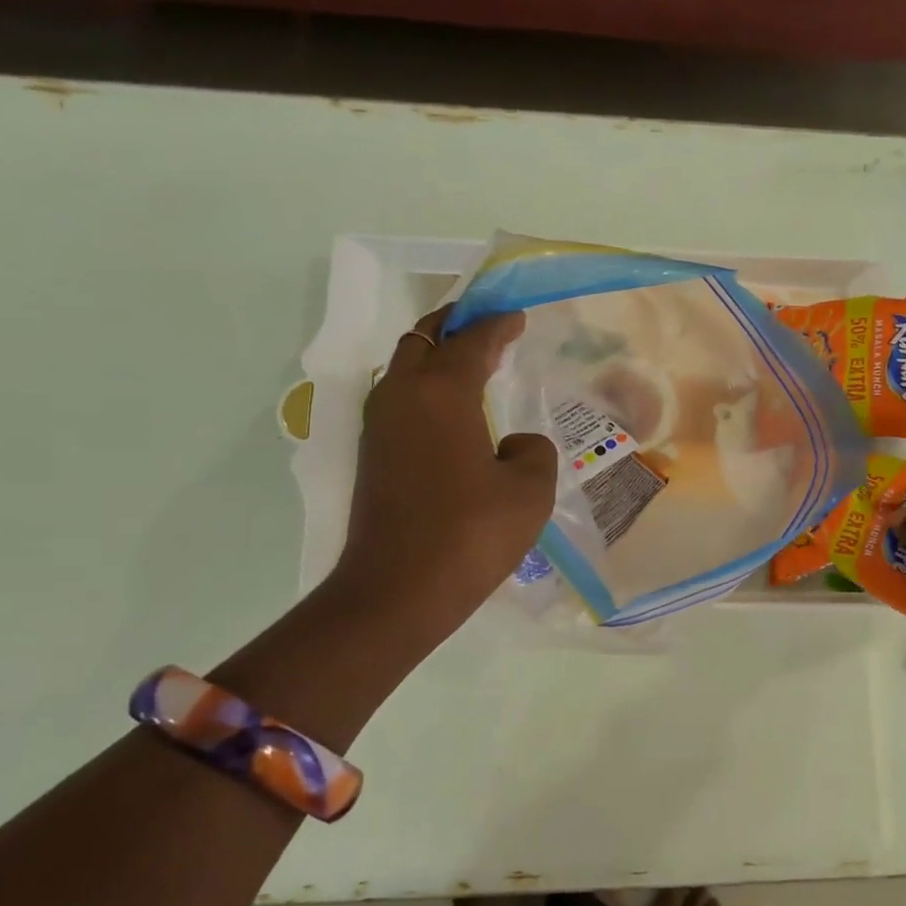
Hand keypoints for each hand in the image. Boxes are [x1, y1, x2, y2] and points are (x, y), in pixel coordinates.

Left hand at [330, 307, 557, 645]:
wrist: (397, 590)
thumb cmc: (470, 534)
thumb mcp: (529, 490)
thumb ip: (533, 450)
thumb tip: (511, 444)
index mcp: (442, 391)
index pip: (472, 339)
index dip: (498, 323)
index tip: (516, 315)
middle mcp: (402, 394)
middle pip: (423, 337)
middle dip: (455, 323)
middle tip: (487, 325)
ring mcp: (379, 424)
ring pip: (404, 366)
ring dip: (435, 354)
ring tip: (471, 362)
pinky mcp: (372, 453)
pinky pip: (400, 398)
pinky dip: (425, 386)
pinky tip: (451, 410)